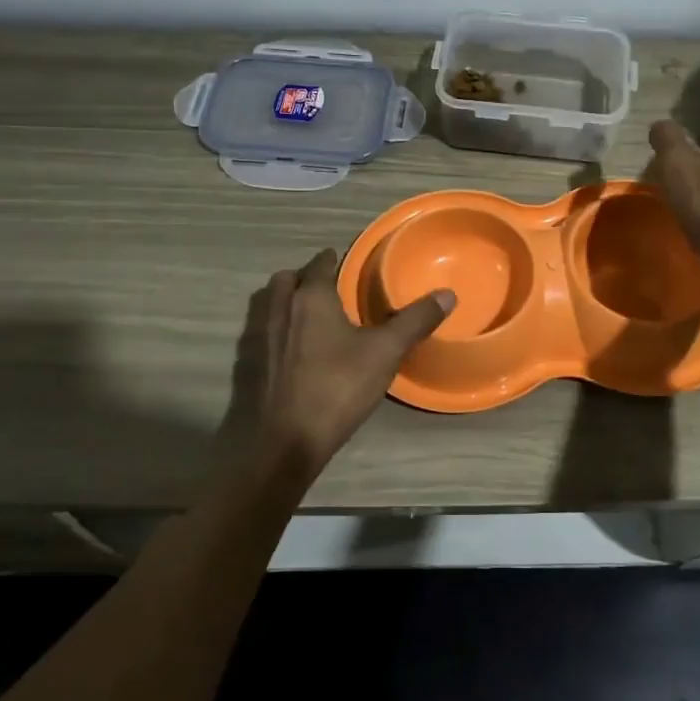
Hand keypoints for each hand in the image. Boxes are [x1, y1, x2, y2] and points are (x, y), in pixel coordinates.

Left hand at [225, 248, 454, 478]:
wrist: (286, 440)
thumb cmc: (337, 387)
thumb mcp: (385, 352)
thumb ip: (415, 321)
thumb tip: (447, 294)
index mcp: (310, 297)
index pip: (320, 264)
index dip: (332, 260)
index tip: (345, 262)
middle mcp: (280, 309)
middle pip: (287, 279)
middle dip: (304, 277)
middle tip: (328, 287)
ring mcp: (260, 337)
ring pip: (271, 304)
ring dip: (288, 301)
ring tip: (313, 315)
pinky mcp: (252, 364)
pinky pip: (265, 332)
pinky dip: (279, 329)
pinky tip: (297, 349)